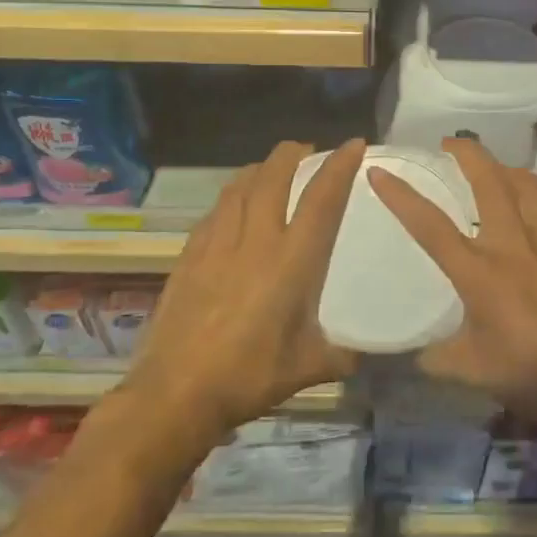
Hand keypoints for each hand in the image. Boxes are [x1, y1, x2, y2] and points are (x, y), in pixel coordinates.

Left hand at [121, 139, 364, 440]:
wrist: (176, 392)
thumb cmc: (248, 377)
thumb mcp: (306, 369)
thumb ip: (339, 354)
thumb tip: (361, 353)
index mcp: (291, 262)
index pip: (321, 200)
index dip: (338, 167)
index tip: (352, 144)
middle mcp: (255, 241)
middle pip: (272, 177)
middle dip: (291, 154)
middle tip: (305, 150)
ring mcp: (216, 244)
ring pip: (238, 187)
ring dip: (259, 169)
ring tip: (270, 169)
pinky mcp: (189, 255)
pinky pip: (215, 211)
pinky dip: (231, 197)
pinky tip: (232, 207)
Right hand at [368, 138, 536, 423]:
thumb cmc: (529, 374)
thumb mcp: (471, 371)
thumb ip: (439, 357)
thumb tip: (420, 354)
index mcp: (479, 273)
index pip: (431, 225)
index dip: (401, 196)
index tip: (380, 171)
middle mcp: (513, 245)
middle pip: (489, 181)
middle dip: (467, 153)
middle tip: (450, 144)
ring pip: (527, 184)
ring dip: (505, 167)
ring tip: (493, 168)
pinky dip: (536, 192)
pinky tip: (532, 200)